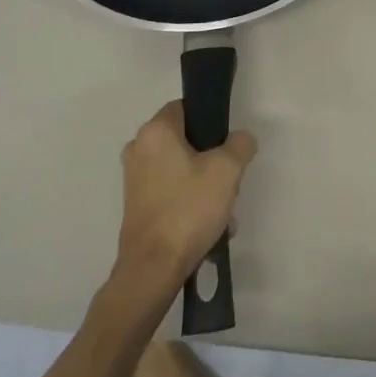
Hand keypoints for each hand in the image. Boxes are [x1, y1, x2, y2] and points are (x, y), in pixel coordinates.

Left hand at [113, 102, 256, 298]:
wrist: (153, 269)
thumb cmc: (188, 209)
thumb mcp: (228, 170)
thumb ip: (240, 144)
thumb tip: (240, 140)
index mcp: (155, 131)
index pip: (186, 107)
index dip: (211, 121)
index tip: (227, 143)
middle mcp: (138, 148)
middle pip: (186, 141)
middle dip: (212, 160)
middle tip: (229, 181)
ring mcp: (134, 178)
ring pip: (182, 169)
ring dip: (205, 186)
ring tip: (223, 213)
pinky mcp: (136, 204)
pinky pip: (172, 191)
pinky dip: (190, 202)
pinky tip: (210, 227)